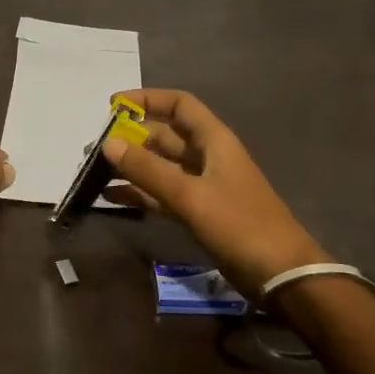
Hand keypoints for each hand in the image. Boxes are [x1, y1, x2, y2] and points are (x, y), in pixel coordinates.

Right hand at [103, 89, 326, 300]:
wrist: (280, 274)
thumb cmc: (240, 225)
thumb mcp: (190, 195)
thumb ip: (148, 170)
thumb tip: (108, 143)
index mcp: (214, 140)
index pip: (179, 104)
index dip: (147, 99)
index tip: (113, 105)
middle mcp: (207, 157)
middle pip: (165, 136)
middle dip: (131, 137)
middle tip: (94, 147)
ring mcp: (203, 186)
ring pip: (161, 166)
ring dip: (132, 166)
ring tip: (95, 172)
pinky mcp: (199, 212)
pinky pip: (162, 194)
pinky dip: (140, 193)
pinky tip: (112, 198)